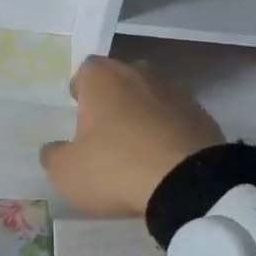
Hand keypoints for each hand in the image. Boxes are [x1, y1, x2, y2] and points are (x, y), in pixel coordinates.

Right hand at [40, 55, 223, 216]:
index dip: (80, 89)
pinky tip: (161, 158)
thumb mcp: (66, 172)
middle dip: (112, 98)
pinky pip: (174, 118)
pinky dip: (166, 131)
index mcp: (103, 79)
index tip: (78, 112)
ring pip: (150, 96)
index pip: (86, 69)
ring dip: (141, 114)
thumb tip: (54, 149)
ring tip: (134, 146)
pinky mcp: (202, 116)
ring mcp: (176, 93)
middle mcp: (140, 75)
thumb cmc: (115, 168)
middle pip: (121, 78)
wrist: (188, 185)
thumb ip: (53, 155)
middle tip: (103, 129)